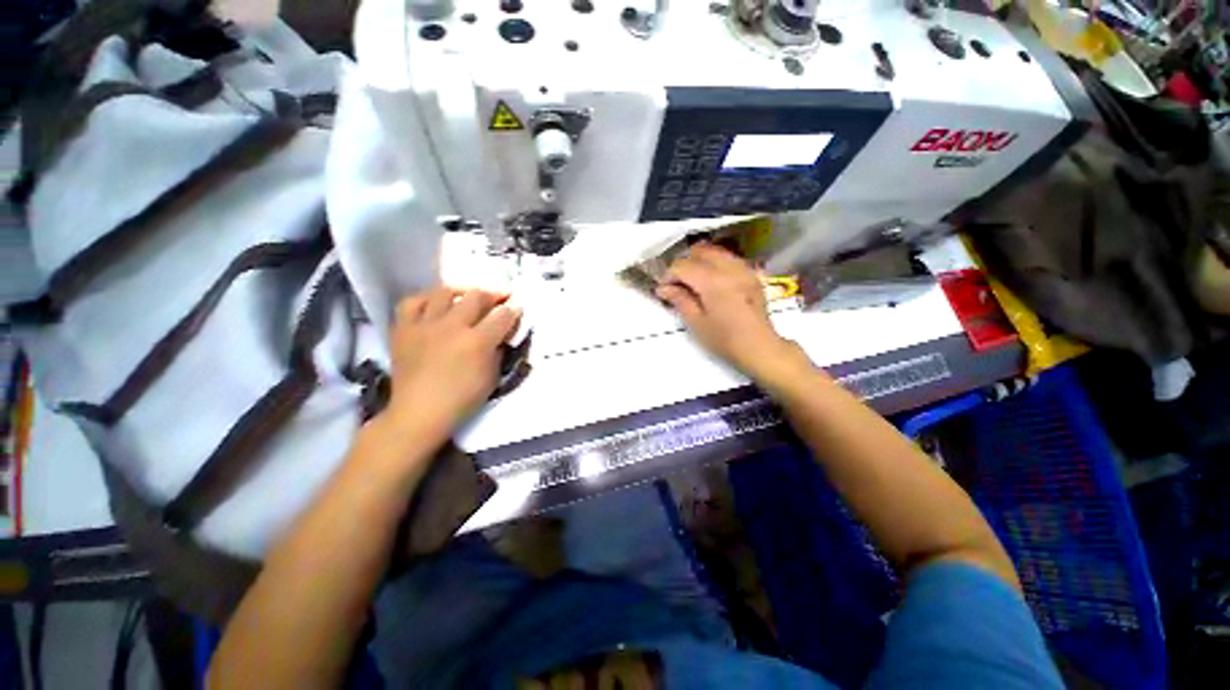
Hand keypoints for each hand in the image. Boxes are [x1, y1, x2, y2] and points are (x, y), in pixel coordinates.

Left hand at [384, 288, 521, 438]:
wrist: (419, 412)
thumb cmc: (462, 399)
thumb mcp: (492, 377)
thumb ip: (498, 351)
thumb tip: (501, 335)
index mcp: (478, 341)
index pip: (503, 315)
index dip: (514, 310)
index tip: (518, 308)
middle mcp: (452, 326)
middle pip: (477, 296)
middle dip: (493, 295)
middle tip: (500, 299)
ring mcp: (425, 325)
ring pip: (445, 292)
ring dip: (462, 292)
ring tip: (468, 297)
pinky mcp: (404, 329)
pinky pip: (411, 302)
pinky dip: (425, 299)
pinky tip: (434, 304)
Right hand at [656, 243, 806, 382]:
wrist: (759, 347)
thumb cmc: (725, 340)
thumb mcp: (697, 323)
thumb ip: (680, 300)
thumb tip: (663, 288)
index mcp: (712, 282)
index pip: (682, 266)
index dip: (669, 275)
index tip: (665, 290)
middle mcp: (729, 268)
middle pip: (699, 251)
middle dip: (685, 264)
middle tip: (679, 284)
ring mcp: (743, 269)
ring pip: (715, 251)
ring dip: (700, 261)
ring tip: (695, 281)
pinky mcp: (751, 274)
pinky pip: (729, 258)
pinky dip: (717, 263)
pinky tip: (713, 281)